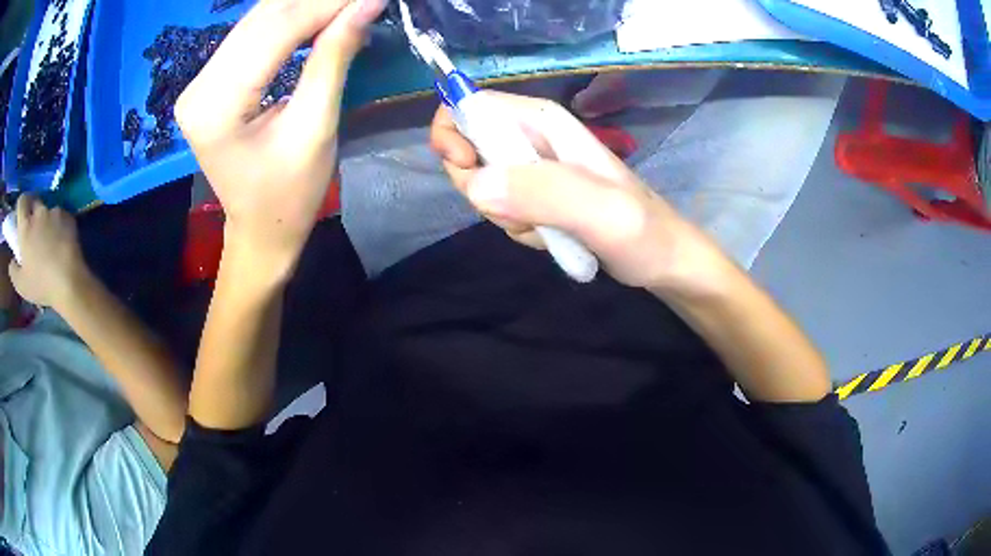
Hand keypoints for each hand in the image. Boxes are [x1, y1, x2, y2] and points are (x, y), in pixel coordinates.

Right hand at [8, 195, 89, 307]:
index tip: (21, 217)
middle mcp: (39, 213)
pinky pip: (60, 217)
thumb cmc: (40, 284)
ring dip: (46, 220)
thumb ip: (13, 270)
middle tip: (33, 231)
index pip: (21, 201)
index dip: (21, 206)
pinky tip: (61, 242)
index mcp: (25, 226)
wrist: (68, 281)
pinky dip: (58, 225)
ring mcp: (54, 212)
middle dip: (32, 212)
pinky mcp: (68, 216)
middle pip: (34, 202)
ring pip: (47, 210)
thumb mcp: (21, 285)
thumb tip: (12, 261)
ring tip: (48, 240)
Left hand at [175, 0, 384, 278]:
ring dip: (305, 5)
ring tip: (344, 6)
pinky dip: (289, 18)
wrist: (260, 229)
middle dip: (317, 0)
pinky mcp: (208, 83)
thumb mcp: (315, 127)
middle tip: (359, 0)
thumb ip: (333, 58)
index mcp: (215, 106)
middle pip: (262, 18)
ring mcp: (198, 84)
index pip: (275, 30)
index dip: (327, 4)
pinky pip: (251, 34)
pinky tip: (318, 14)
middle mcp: (197, 88)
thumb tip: (367, 3)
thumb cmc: (288, 194)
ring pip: (257, 20)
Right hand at [429, 92, 734, 297]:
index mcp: (543, 121)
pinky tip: (553, 236)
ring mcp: (534, 168)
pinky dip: (518, 228)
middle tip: (520, 212)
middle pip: (468, 147)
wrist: (663, 261)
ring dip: (504, 214)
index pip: (471, 104)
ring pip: (482, 184)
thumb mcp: (602, 212)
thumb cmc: (643, 231)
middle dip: (479, 186)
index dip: (451, 132)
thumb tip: (477, 184)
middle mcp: (532, 138)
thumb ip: (544, 193)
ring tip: (549, 227)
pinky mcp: (536, 195)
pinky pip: (500, 208)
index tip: (465, 170)